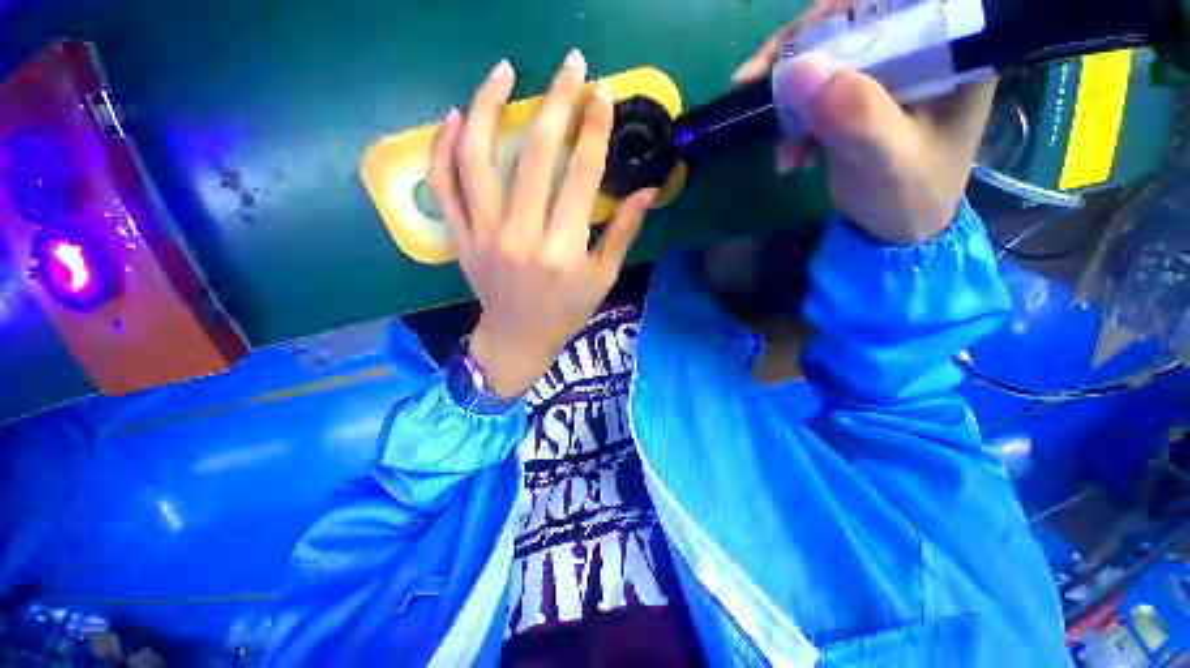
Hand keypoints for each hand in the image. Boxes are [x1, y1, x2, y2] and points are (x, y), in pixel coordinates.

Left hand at [428, 50, 657, 397]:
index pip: (581, 175)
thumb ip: (624, 233)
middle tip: (570, 65)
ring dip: (487, 106)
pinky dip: (443, 147)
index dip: (593, 129)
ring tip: (503, 71)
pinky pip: (443, 185)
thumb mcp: (603, 278)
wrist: (518, 338)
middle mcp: (522, 236)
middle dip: (555, 102)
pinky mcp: (460, 238)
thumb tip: (648, 191)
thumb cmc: (566, 312)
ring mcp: (484, 234)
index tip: (602, 92)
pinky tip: (456, 117)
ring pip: (477, 158)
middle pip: (535, 155)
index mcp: (563, 249)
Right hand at [734, 1, 995, 243]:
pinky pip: (816, 93)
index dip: (830, 17)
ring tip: (783, 149)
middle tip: (754, 91)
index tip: (782, 55)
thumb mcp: (886, 159)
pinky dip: (794, 123)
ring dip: (791, 102)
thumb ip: (853, 113)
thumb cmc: (908, 197)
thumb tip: (796, 70)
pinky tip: (791, 156)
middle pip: (848, 25)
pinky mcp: (861, 98)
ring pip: (825, 58)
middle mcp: (920, 48)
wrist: (897, 232)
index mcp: (950, 48)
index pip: (885, 3)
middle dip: (798, 62)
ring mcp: (887, 73)